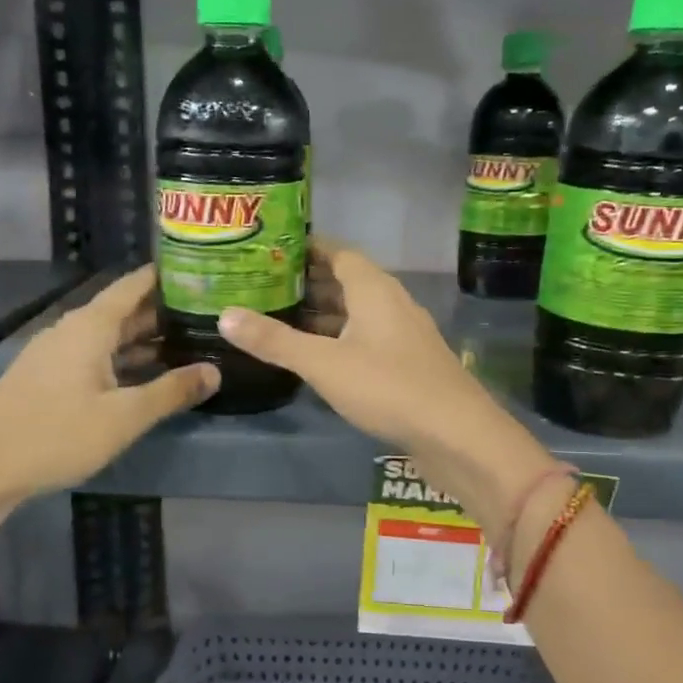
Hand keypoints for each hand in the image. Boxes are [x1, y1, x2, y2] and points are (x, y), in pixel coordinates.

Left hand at [0, 265, 217, 504]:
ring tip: (187, 344)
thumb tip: (215, 371)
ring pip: (109, 337)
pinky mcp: (47, 378)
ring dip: (144, 340)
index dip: (166, 276)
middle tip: (207, 314)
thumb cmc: (56, 434)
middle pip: (123, 311)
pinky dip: (123, 360)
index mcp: (90, 326)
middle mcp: (72, 331)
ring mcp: (56, 354)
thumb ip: (171, 392)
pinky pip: (94, 356)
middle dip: (163, 311)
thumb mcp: (123, 416)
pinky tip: (145, 377)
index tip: (202, 272)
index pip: (134, 285)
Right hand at [217, 243, 552, 522]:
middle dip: (308, 282)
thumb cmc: (388, 387)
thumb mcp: (323, 363)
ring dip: (323, 314)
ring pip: (357, 313)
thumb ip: (275, 340)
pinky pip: (366, 338)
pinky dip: (339, 339)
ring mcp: (403, 334)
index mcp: (374, 289)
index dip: (306, 248)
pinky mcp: (408, 363)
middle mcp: (391, 303)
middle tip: (264, 285)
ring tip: (280, 318)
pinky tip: (316, 356)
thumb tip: (225, 315)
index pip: (337, 252)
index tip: (271, 249)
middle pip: (346, 281)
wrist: (457, 434)